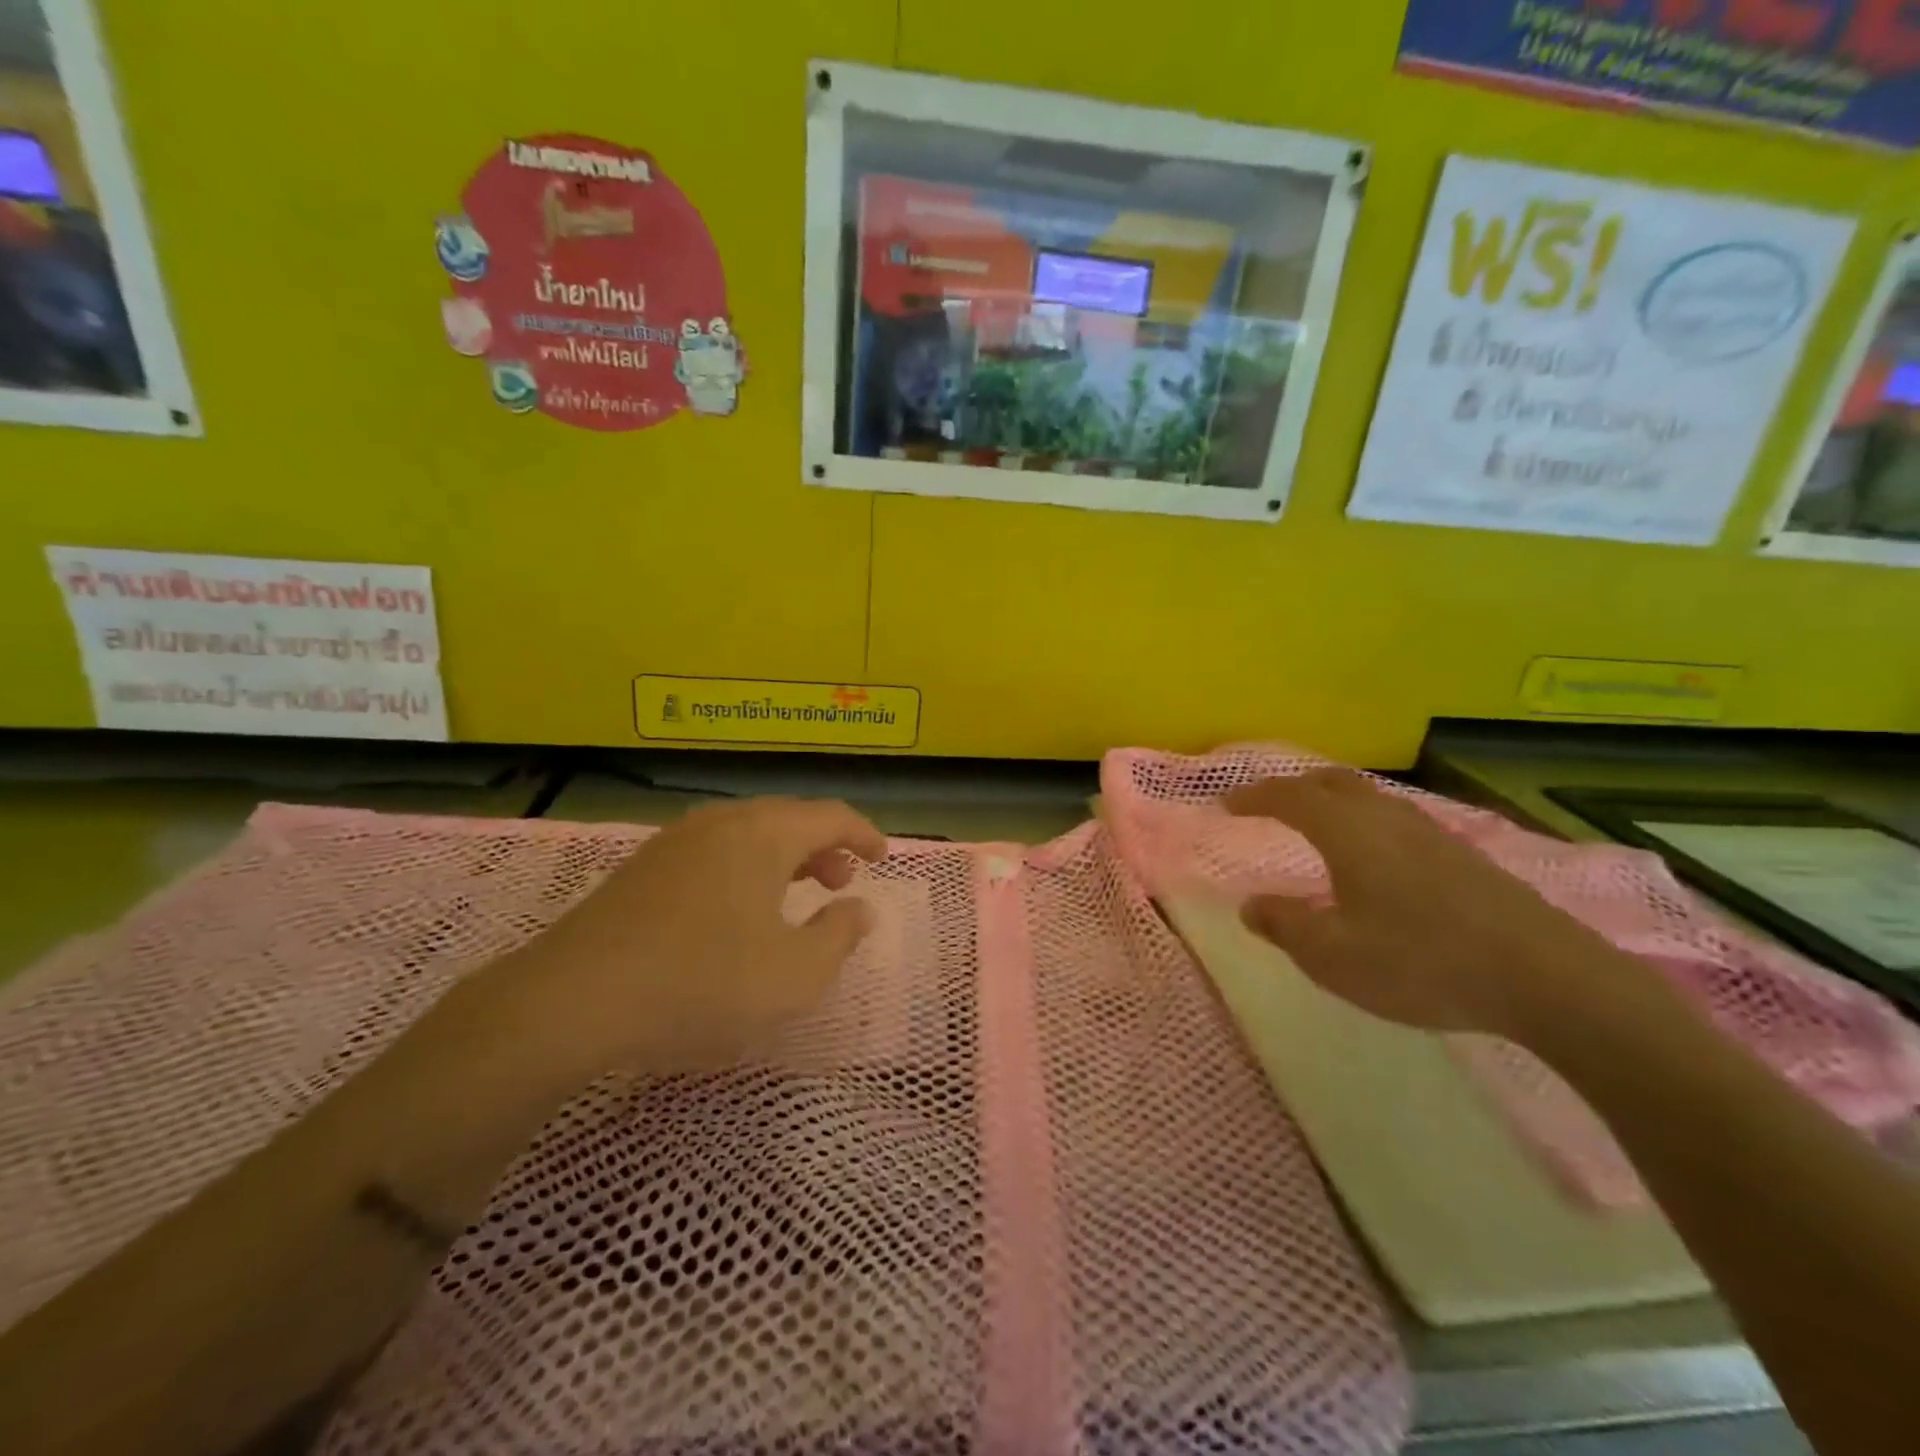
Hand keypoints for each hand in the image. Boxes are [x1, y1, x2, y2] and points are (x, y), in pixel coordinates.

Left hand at [492, 797, 887, 1077]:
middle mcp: (722, 822)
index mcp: (764, 833)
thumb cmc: (703, 982)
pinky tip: (737, 911)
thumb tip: (860, 909)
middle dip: (823, 847)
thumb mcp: (794, 975)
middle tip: (840, 883)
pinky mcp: (644, 867)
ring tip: (795, 896)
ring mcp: (677, 841)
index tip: (882, 857)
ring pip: (748, 834)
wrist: (574, 1000)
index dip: (864, 834)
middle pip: (788, 819)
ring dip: (783, 858)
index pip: (830, 815)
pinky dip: (745, 869)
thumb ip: (839, 936)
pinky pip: (715, 852)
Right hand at [1224, 771, 1621, 1041]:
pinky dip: (1365, 821)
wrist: (1546, 978)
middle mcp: (1386, 818)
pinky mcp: (1464, 856)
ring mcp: (1431, 834)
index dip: (1253, 796)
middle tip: (1268, 804)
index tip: (1225, 804)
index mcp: (1348, 832)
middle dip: (1293, 787)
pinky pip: (1396, 818)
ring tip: (1316, 825)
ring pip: (1369, 797)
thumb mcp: (1333, 956)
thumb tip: (1251, 905)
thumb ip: (1284, 926)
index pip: (1289, 797)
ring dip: (1333, 801)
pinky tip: (1374, 857)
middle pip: (1332, 782)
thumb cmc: (1422, 962)